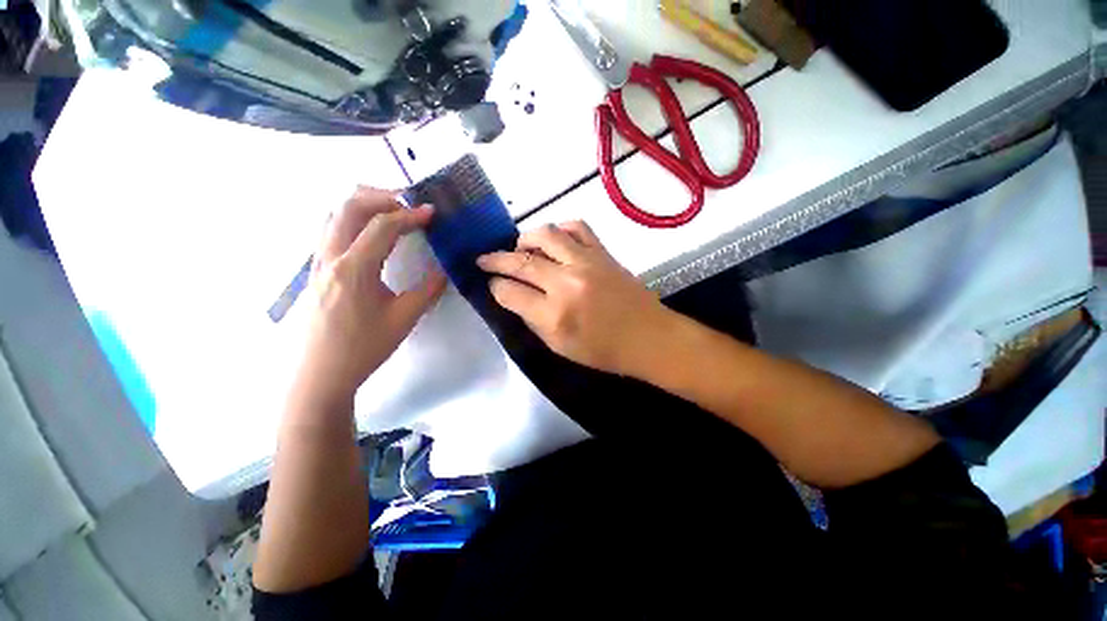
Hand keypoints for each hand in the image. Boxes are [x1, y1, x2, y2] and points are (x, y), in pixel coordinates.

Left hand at [293, 187, 446, 410]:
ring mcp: (318, 262)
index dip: (410, 215)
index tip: (432, 213)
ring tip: (392, 212)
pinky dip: (352, 220)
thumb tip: (444, 269)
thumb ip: (429, 290)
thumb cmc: (364, 348)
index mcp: (354, 269)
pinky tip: (370, 234)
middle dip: (383, 197)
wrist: (320, 374)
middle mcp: (330, 257)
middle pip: (350, 206)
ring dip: (364, 205)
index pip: (382, 226)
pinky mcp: (315, 270)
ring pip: (334, 214)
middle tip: (409, 204)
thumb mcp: (405, 319)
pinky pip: (330, 229)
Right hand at [477, 221, 673, 376]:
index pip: (509, 292)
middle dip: (495, 259)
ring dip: (524, 239)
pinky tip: (554, 240)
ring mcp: (586, 262)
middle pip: (520, 261)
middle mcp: (566, 283)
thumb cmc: (603, 351)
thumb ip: (532, 319)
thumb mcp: (559, 347)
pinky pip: (576, 227)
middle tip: (485, 260)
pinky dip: (559, 230)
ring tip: (520, 248)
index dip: (495, 287)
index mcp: (554, 315)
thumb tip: (513, 296)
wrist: (648, 337)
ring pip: (545, 235)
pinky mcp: (603, 252)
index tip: (492, 284)